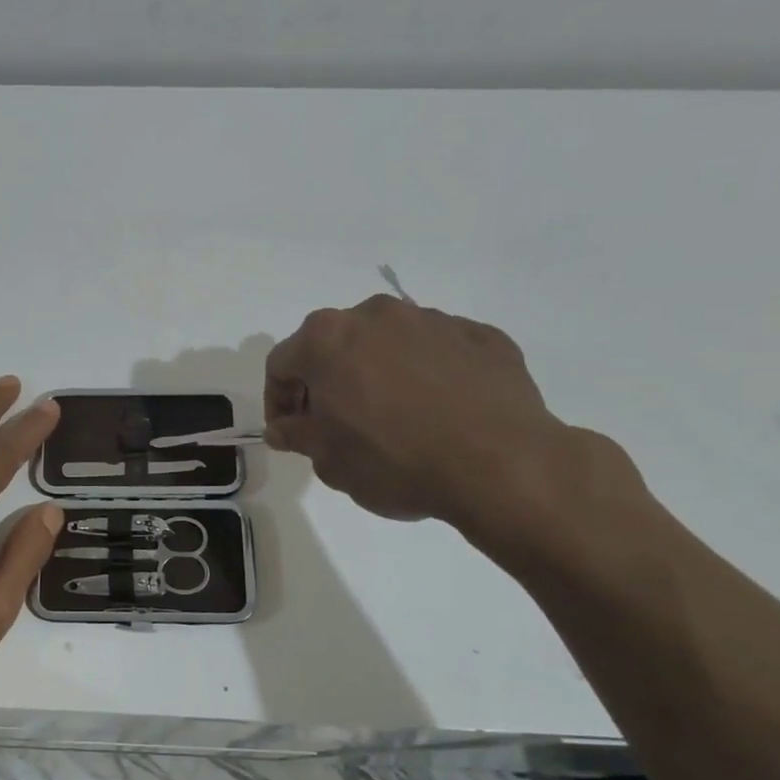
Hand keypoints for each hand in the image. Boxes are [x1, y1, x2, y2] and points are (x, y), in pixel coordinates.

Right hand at [264, 295, 603, 530]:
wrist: (501, 464)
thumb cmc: (394, 460)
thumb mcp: (328, 460)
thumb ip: (297, 435)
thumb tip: (283, 428)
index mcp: (327, 339)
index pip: (282, 363)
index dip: (277, 400)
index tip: (288, 431)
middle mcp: (375, 315)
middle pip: (334, 344)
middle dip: (326, 380)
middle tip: (334, 423)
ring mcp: (432, 320)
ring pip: (387, 343)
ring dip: (376, 373)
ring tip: (392, 417)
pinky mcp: (481, 335)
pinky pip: (436, 352)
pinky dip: (426, 375)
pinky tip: (438, 412)